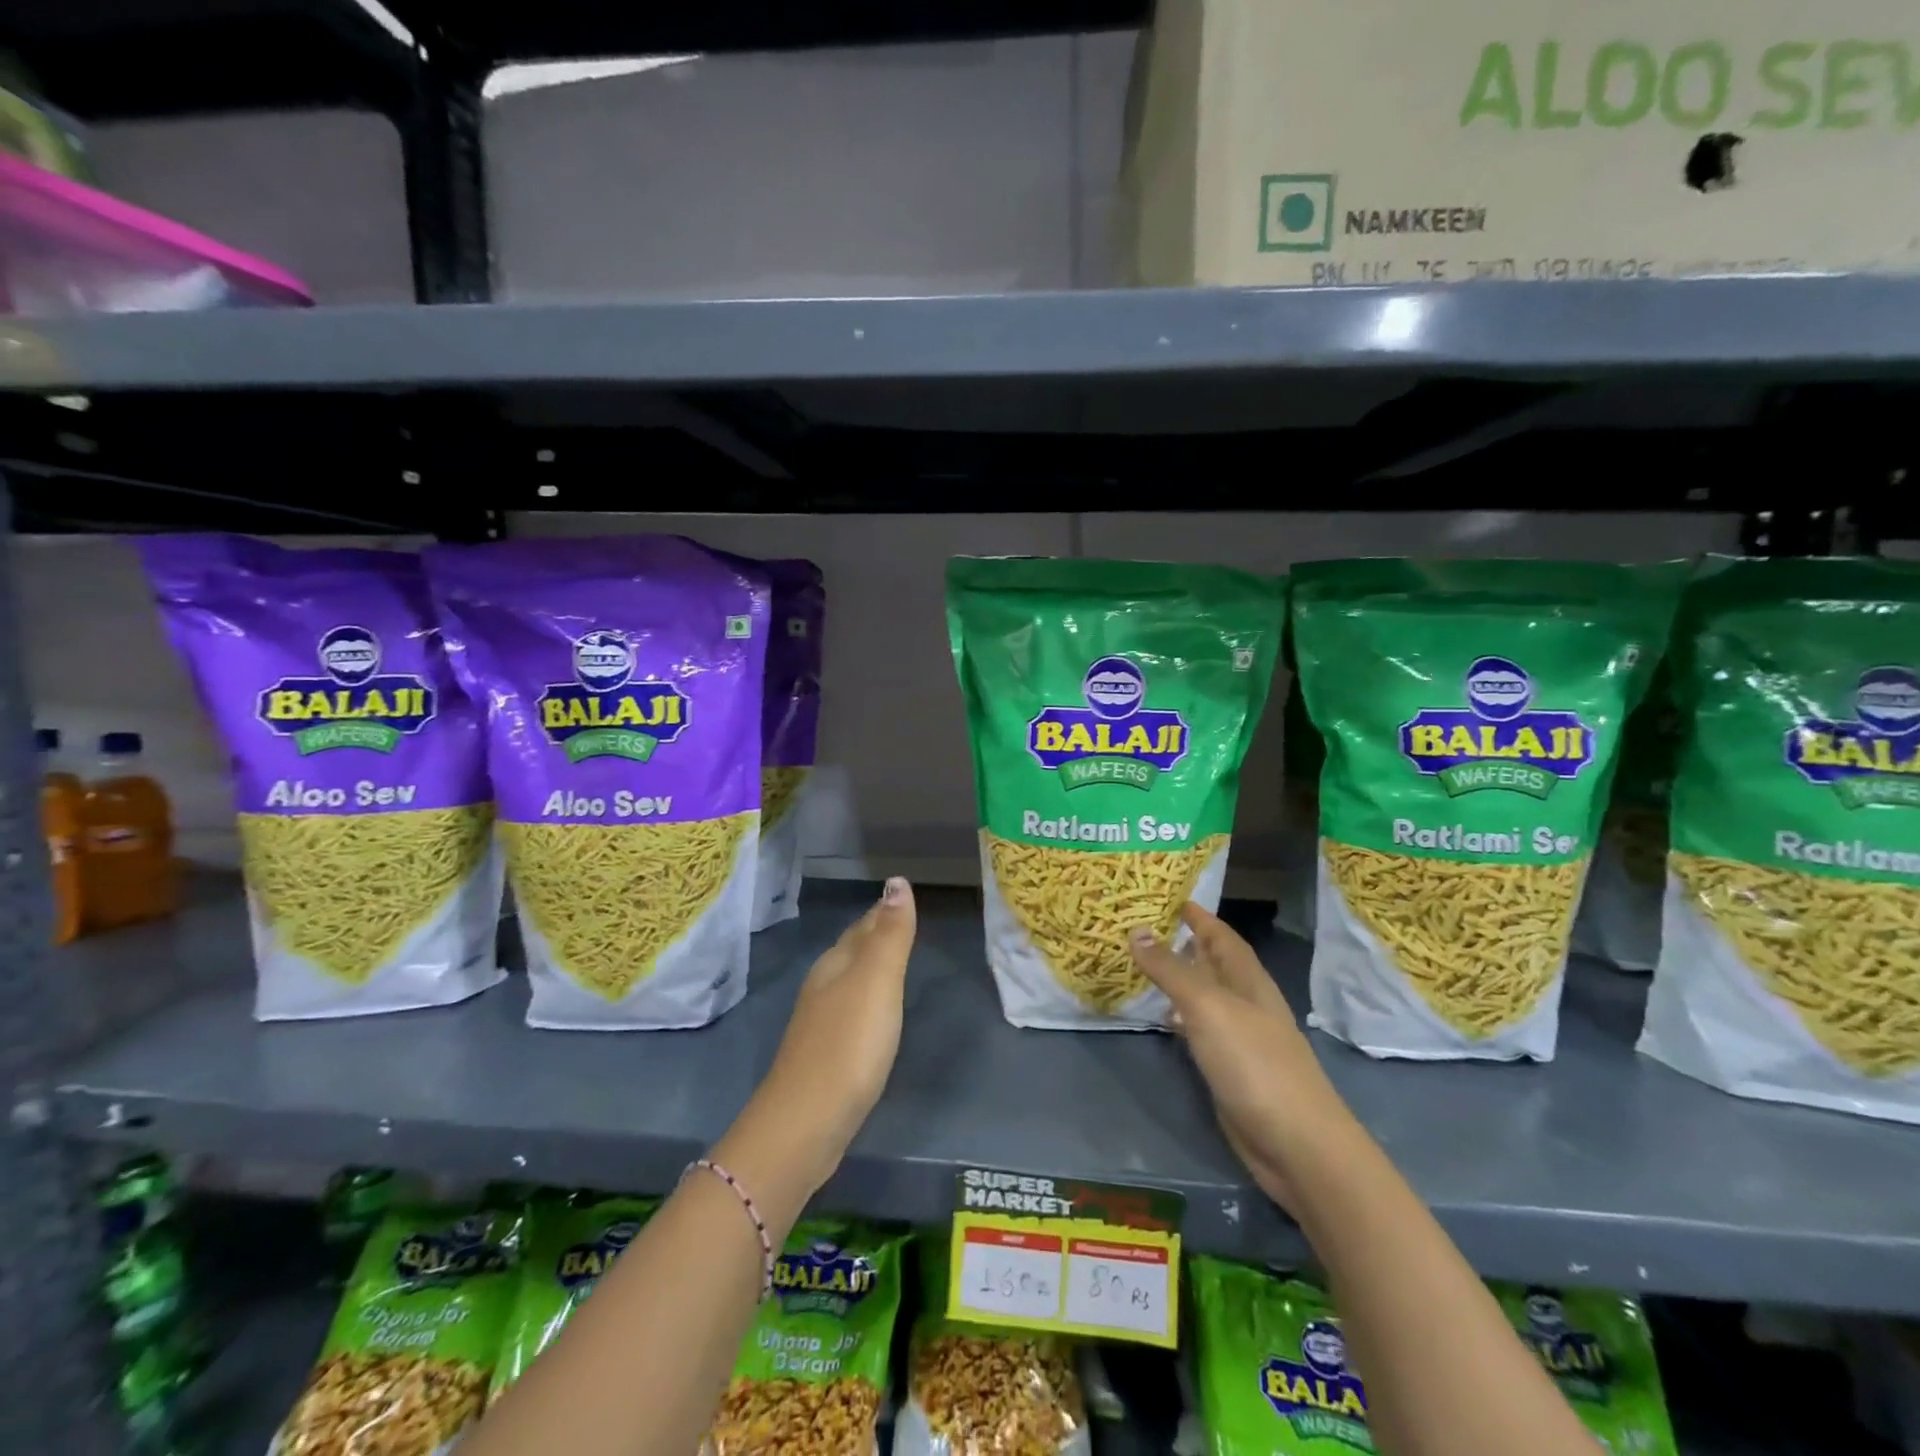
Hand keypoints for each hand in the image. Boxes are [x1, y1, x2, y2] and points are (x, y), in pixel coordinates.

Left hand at [762, 878, 917, 1168]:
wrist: (806, 1124)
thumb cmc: (848, 1045)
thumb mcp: (877, 981)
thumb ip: (890, 934)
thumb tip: (897, 880)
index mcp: (836, 964)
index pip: (865, 925)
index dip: (885, 911)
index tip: (905, 898)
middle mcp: (824, 986)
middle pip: (853, 950)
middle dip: (876, 934)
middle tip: (905, 923)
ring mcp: (820, 1023)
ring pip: (850, 981)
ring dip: (870, 968)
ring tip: (893, 962)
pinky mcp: (825, 1056)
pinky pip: (851, 1012)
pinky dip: (867, 1001)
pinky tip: (874, 1014)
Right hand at [1128, 904, 1348, 1213]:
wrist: (1298, 1146)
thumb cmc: (1255, 1064)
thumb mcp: (1208, 1007)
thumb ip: (1172, 970)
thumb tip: (1136, 930)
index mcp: (1248, 980)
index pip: (1221, 935)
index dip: (1197, 914)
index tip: (1165, 894)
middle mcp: (1246, 1002)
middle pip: (1212, 962)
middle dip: (1183, 942)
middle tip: (1140, 925)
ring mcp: (1240, 1037)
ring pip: (1204, 995)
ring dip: (1178, 978)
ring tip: (1140, 963)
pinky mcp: (1230, 1068)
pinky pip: (1200, 1029)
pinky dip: (1179, 1016)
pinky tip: (1161, 1018)